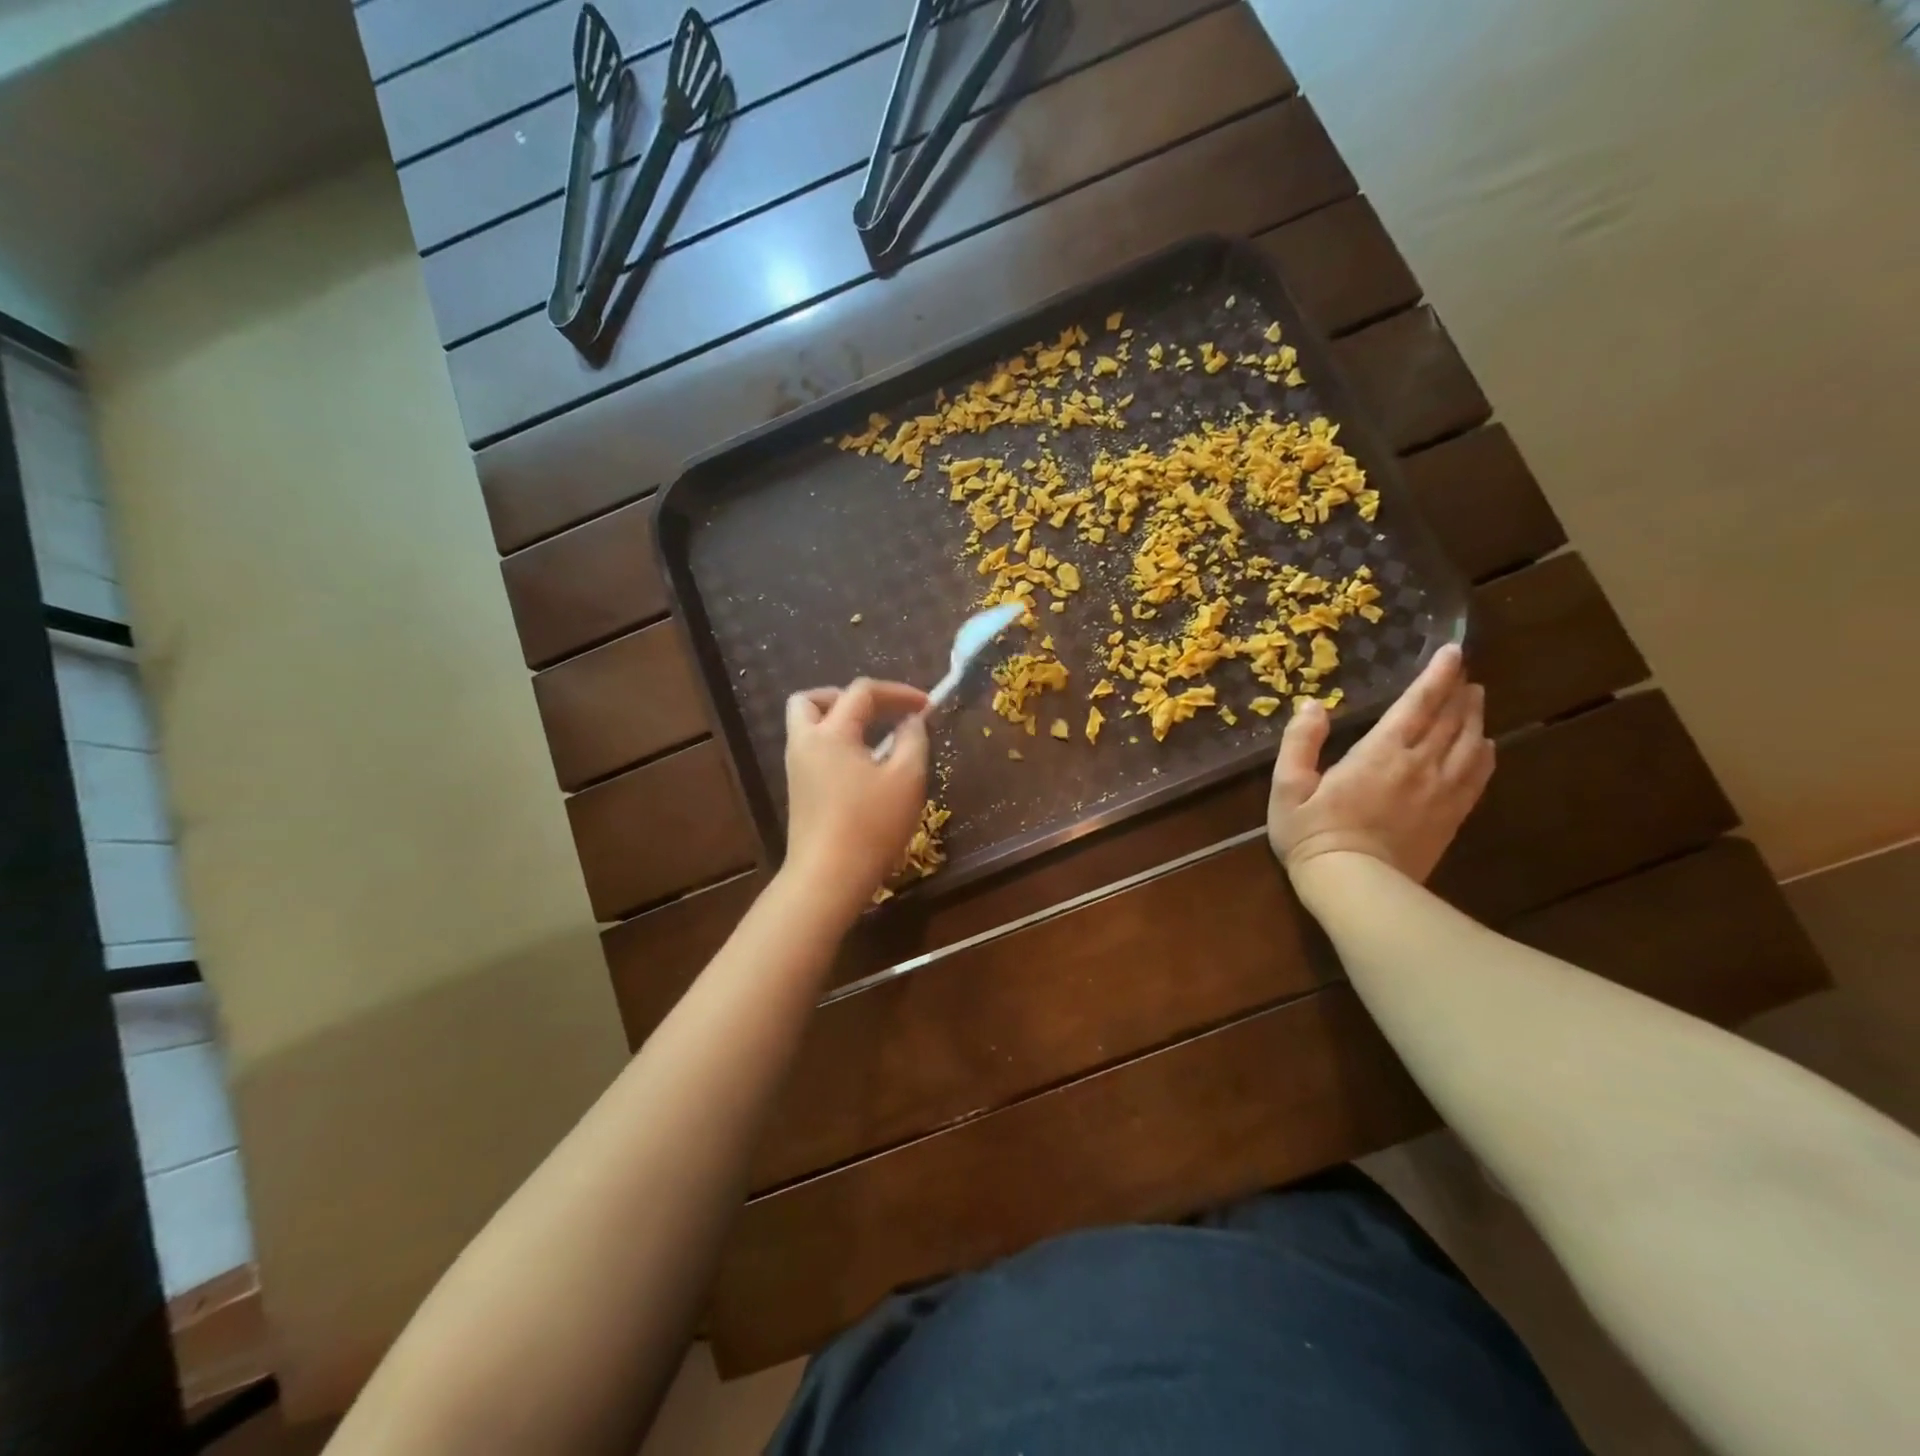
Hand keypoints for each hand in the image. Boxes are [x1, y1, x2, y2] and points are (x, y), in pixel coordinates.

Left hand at [781, 678, 930, 917]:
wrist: (828, 878)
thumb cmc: (871, 825)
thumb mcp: (907, 779)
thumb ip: (913, 740)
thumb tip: (910, 721)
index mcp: (831, 733)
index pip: (862, 692)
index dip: (898, 692)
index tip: (927, 706)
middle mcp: (806, 743)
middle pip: (811, 700)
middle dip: (845, 696)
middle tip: (877, 712)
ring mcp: (797, 769)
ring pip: (807, 725)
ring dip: (837, 720)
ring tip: (872, 737)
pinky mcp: (798, 792)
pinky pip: (812, 750)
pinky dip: (834, 744)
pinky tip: (862, 766)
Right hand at [1266, 644, 1493, 882]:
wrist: (1355, 886)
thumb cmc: (1312, 833)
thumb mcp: (1287, 786)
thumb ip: (1300, 743)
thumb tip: (1312, 706)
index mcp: (1380, 753)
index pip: (1417, 704)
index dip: (1436, 676)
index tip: (1453, 652)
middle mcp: (1419, 765)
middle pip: (1450, 719)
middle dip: (1458, 691)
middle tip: (1464, 672)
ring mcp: (1441, 792)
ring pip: (1469, 744)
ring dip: (1474, 717)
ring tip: (1475, 700)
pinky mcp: (1451, 816)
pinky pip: (1478, 776)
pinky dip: (1484, 754)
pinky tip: (1484, 745)